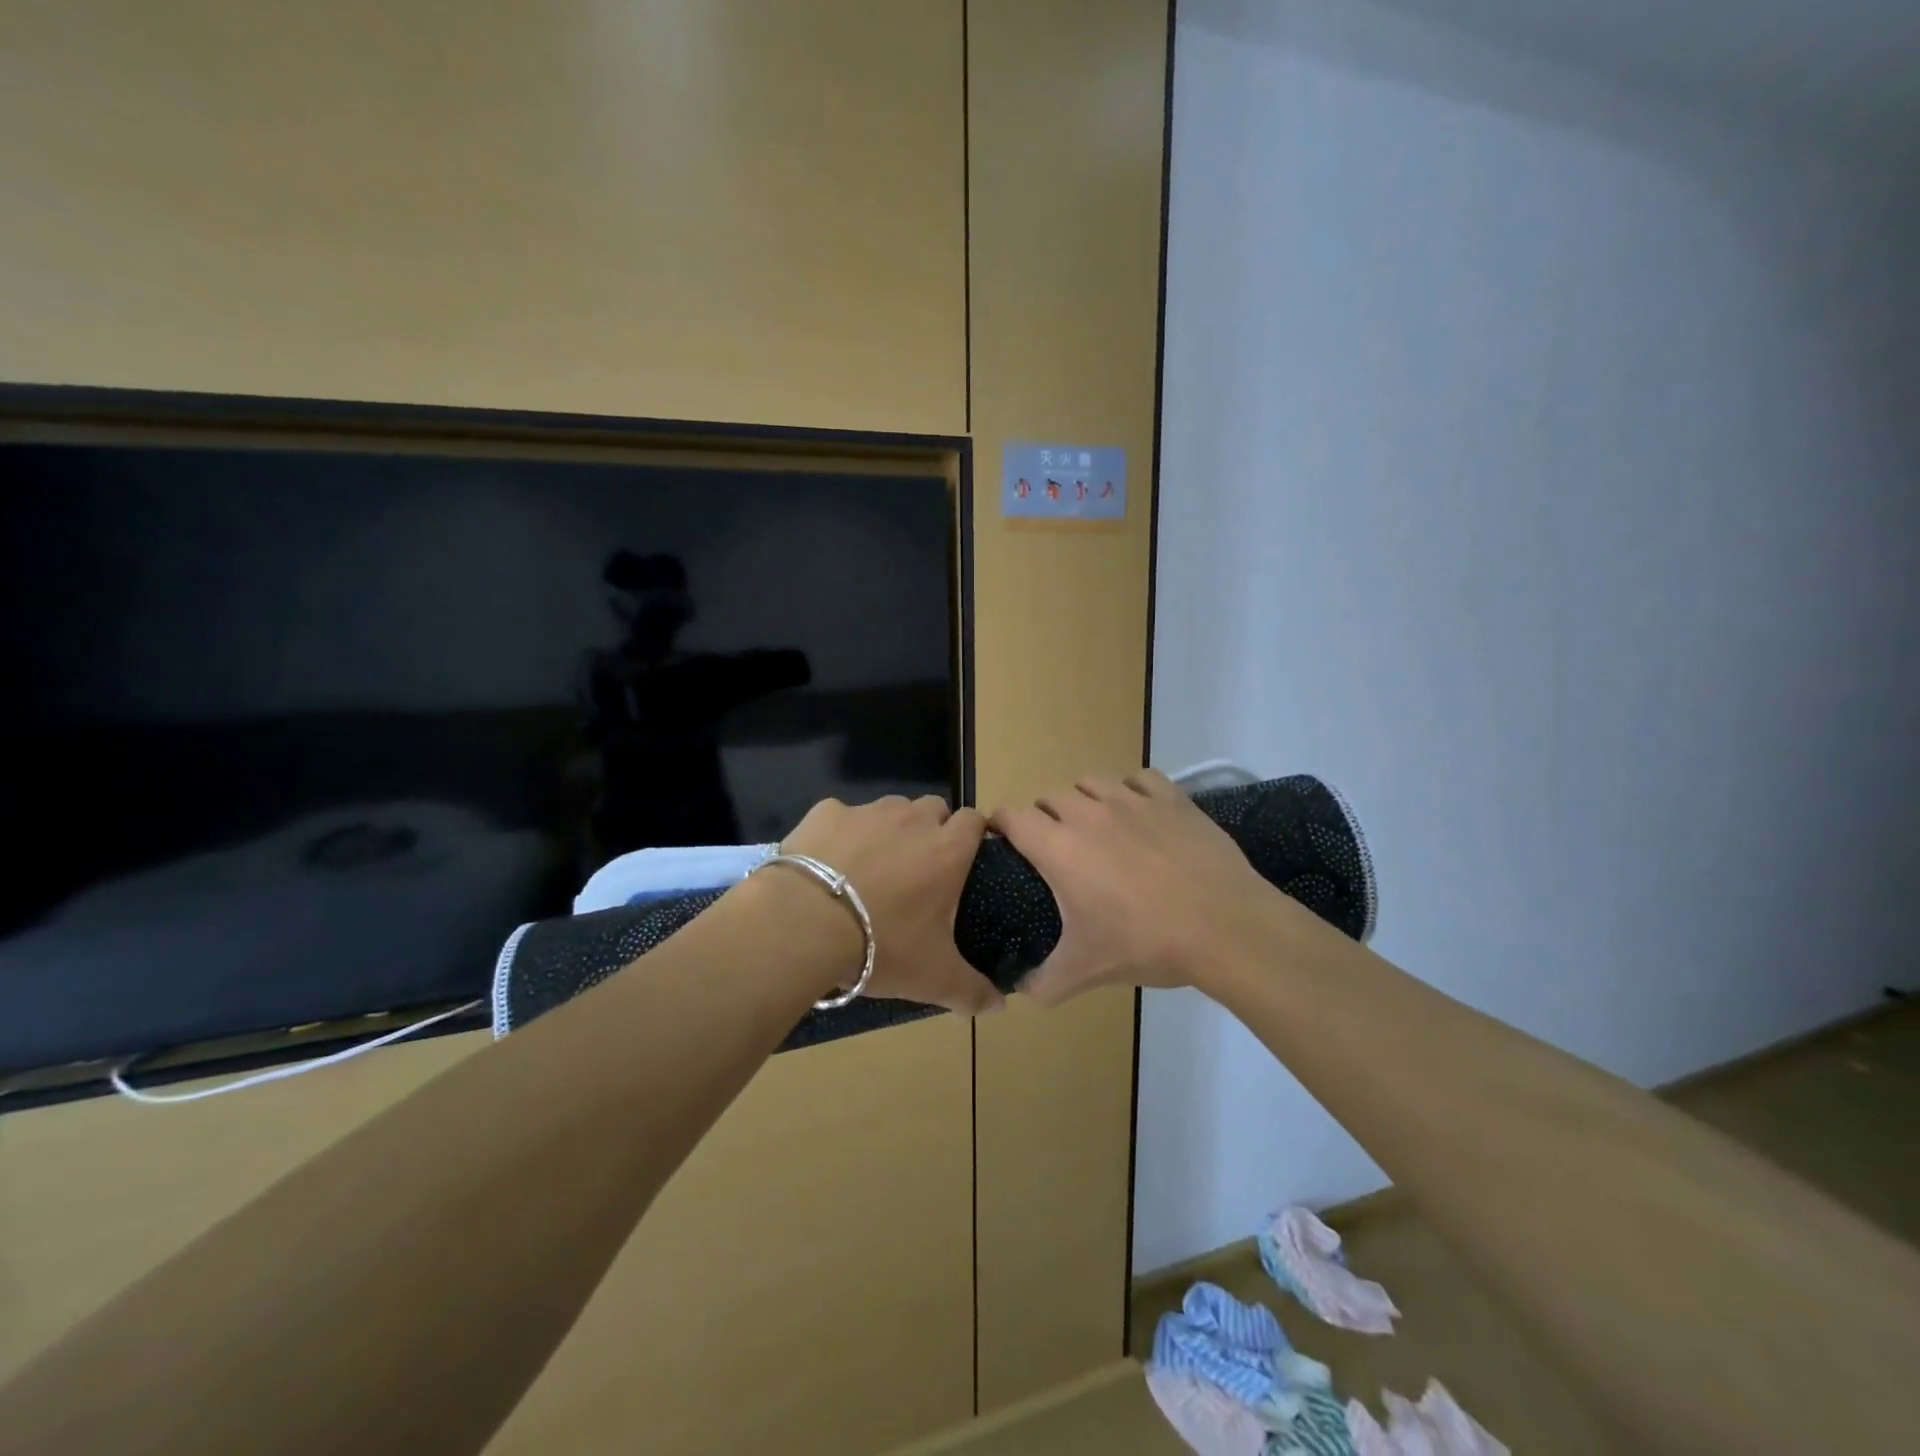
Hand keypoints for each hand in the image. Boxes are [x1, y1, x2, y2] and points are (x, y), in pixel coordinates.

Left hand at [779, 794, 1004, 1014]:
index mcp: (947, 850)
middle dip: (931, 828)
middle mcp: (912, 820)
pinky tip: (828, 862)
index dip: (973, 834)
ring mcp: (867, 811)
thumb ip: (972, 990)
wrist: (804, 922)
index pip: (975, 820)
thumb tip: (1000, 1006)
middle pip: (933, 808)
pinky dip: (840, 832)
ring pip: (890, 808)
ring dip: (889, 829)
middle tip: (917, 868)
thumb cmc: (882, 945)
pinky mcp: (826, 812)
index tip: (966, 857)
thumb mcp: (933, 977)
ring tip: (871, 865)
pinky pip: (841, 816)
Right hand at [990, 769, 1277, 1006]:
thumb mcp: (1086, 972)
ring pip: (1091, 782)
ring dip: (1084, 800)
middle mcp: (1088, 813)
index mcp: (1059, 848)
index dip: (1001, 825)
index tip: (1005, 843)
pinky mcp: (1170, 797)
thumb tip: (1019, 990)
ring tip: (1097, 828)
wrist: (1225, 928)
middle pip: (1049, 797)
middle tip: (1056, 849)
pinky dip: (1131, 791)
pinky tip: (1140, 814)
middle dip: (1044, 817)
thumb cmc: (1147, 944)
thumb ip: (1043, 983)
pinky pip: (1138, 779)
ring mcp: (1132, 800)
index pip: (1012, 815)